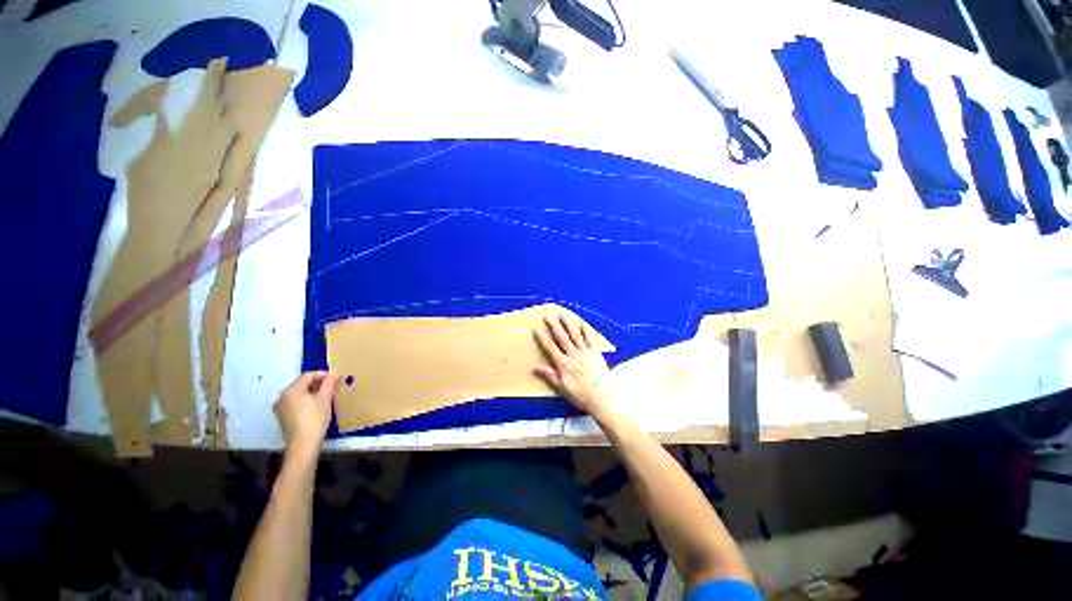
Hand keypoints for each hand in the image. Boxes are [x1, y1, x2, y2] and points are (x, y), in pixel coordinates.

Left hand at [274, 372, 340, 457]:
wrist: (303, 445)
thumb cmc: (315, 419)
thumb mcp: (325, 398)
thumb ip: (329, 383)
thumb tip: (335, 372)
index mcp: (291, 390)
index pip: (308, 375)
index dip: (323, 375)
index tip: (336, 378)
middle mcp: (282, 397)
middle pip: (302, 384)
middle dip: (318, 384)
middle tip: (333, 387)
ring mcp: (281, 408)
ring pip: (299, 394)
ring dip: (313, 392)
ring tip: (327, 397)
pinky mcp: (283, 417)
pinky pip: (296, 403)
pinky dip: (307, 401)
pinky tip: (317, 407)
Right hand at [533, 314, 616, 419]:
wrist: (603, 398)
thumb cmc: (581, 396)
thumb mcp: (562, 389)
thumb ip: (550, 376)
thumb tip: (536, 367)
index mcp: (563, 364)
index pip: (550, 348)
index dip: (542, 337)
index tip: (536, 328)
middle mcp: (573, 355)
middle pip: (561, 337)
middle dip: (554, 325)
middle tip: (548, 315)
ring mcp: (585, 353)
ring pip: (574, 335)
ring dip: (568, 324)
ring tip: (562, 314)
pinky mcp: (595, 353)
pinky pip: (589, 339)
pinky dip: (585, 330)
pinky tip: (582, 323)